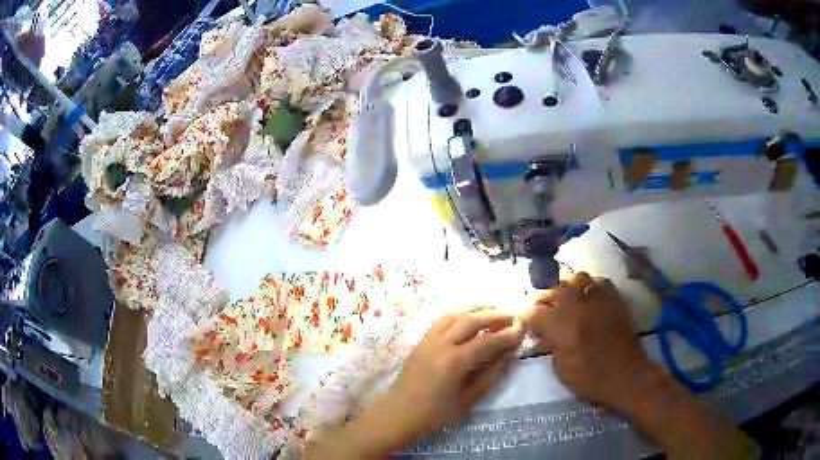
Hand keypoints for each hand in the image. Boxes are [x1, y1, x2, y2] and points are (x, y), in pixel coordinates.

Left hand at [304, 307, 523, 458]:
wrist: (398, 413)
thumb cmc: (434, 414)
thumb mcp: (467, 400)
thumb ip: (490, 376)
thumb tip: (509, 355)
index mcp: (453, 362)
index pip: (487, 342)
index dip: (506, 335)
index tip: (522, 330)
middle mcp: (440, 344)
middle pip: (471, 320)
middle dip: (494, 315)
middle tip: (512, 314)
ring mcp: (428, 339)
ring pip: (455, 314)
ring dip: (477, 308)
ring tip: (495, 307)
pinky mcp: (421, 340)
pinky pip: (442, 319)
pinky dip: (459, 313)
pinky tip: (469, 315)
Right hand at [519, 273, 652, 412]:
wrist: (627, 376)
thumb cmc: (591, 379)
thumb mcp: (561, 370)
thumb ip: (550, 347)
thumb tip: (543, 334)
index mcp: (564, 328)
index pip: (535, 313)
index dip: (525, 316)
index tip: (523, 321)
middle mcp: (580, 307)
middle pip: (555, 290)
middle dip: (543, 298)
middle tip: (541, 308)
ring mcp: (599, 300)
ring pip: (577, 279)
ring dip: (565, 287)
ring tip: (563, 297)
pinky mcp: (614, 300)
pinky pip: (599, 281)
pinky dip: (588, 285)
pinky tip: (586, 295)